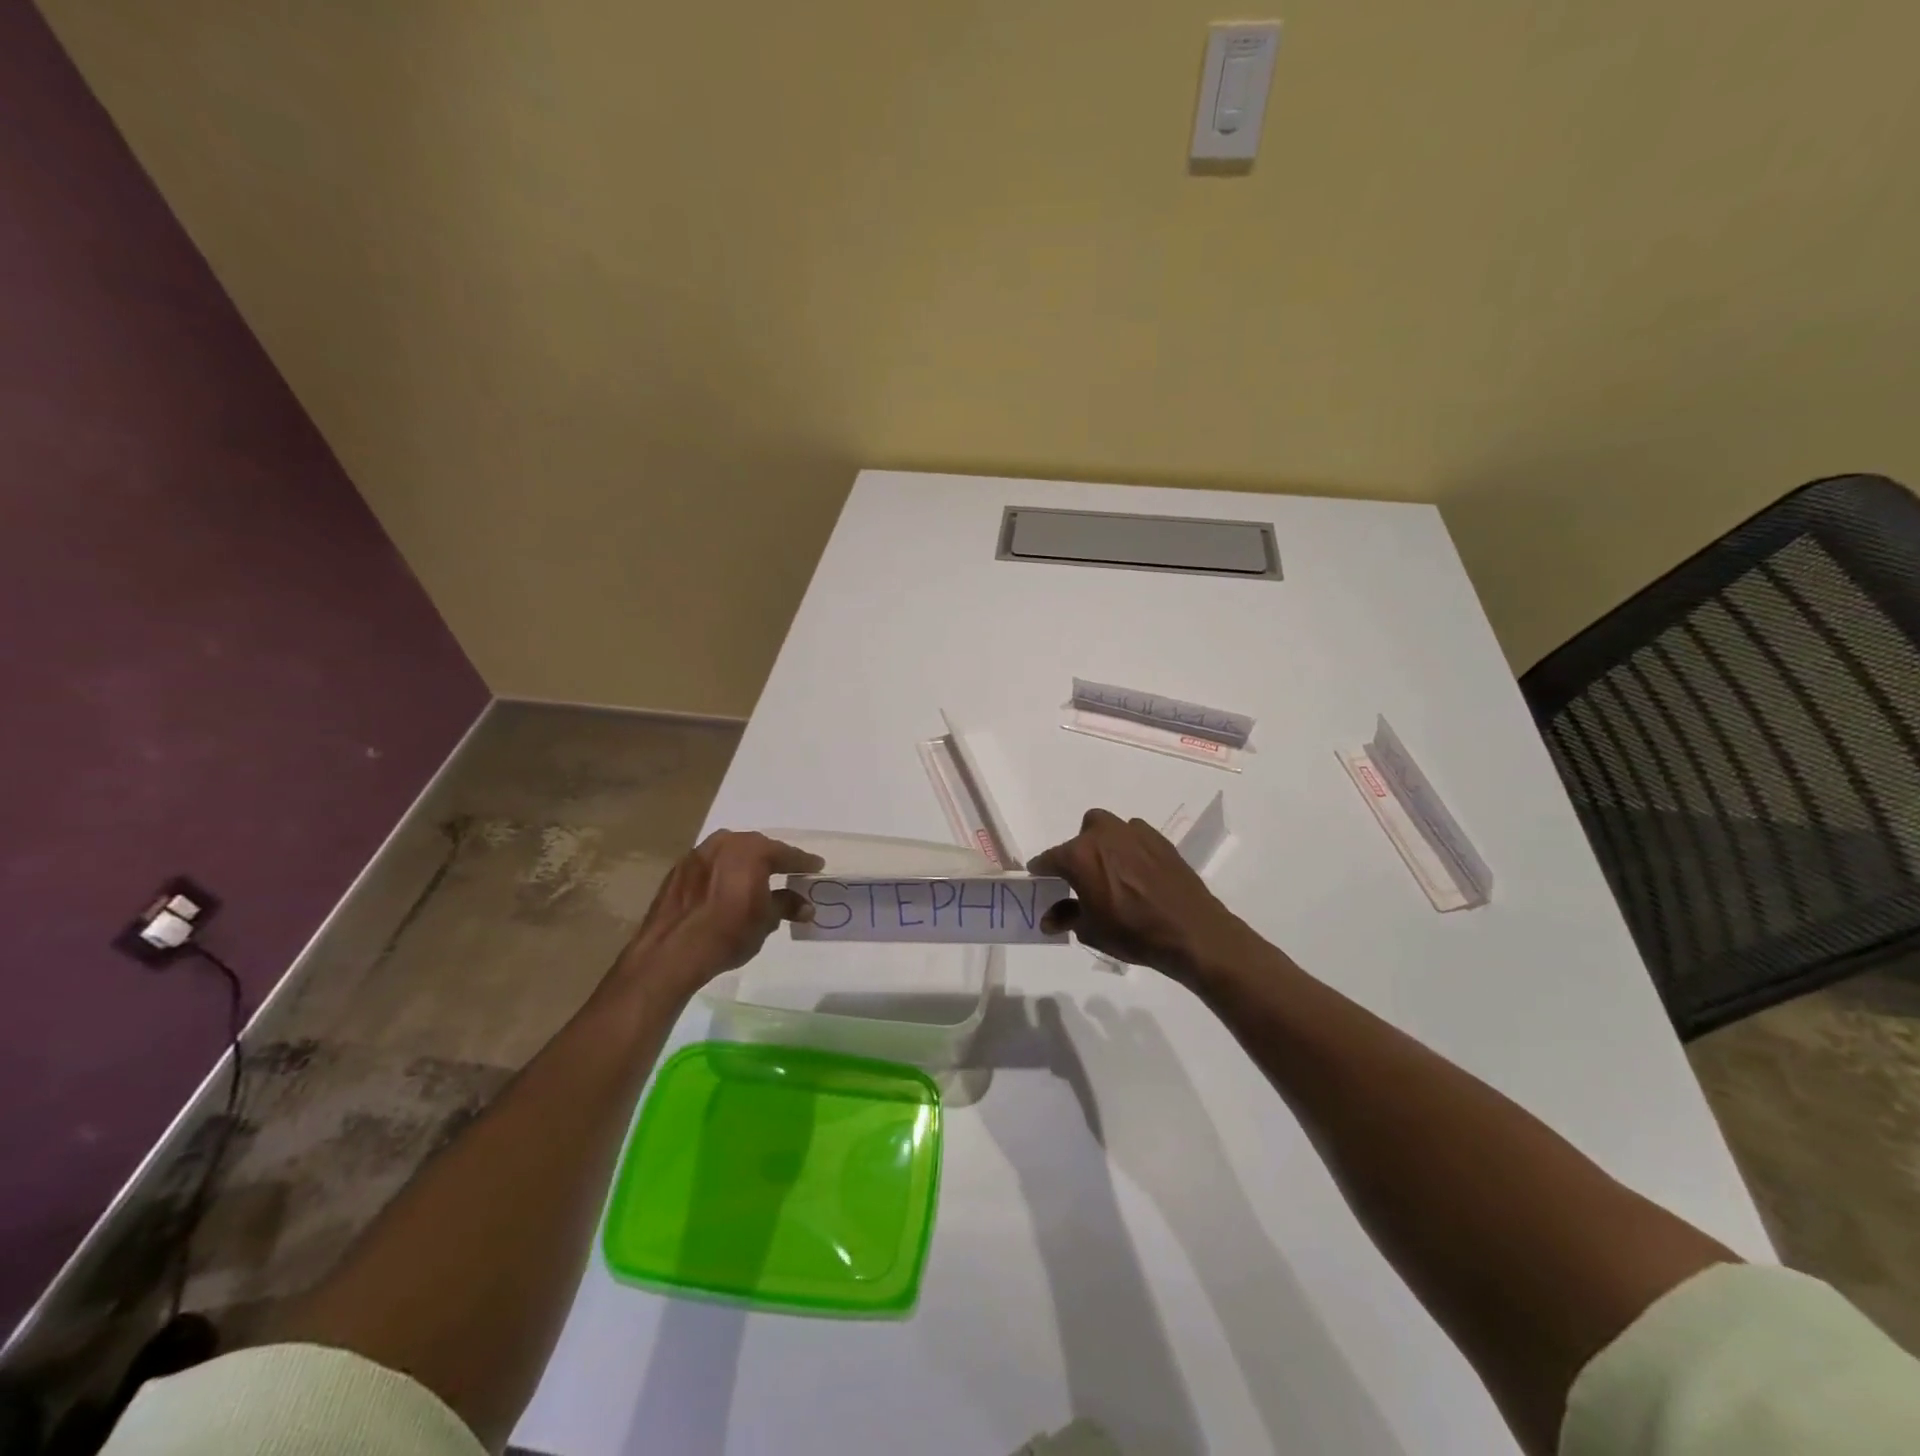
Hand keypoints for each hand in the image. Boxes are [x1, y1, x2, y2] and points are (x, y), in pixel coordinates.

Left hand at [619, 830, 823, 989]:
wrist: (671, 952)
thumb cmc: (728, 933)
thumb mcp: (766, 921)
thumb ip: (786, 905)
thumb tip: (804, 905)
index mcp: (752, 850)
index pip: (787, 853)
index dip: (804, 862)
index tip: (816, 867)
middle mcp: (726, 842)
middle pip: (757, 848)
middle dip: (773, 860)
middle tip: (787, 872)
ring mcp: (698, 853)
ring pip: (731, 853)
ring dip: (744, 864)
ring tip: (755, 880)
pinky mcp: (678, 869)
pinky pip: (710, 865)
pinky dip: (722, 873)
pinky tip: (724, 889)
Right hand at [1028, 808, 1260, 983]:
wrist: (1191, 931)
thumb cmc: (1133, 932)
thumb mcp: (1091, 930)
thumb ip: (1066, 917)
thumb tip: (1049, 919)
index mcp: (1079, 855)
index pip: (1049, 859)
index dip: (1042, 870)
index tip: (1039, 878)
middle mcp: (1103, 835)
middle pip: (1080, 836)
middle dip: (1077, 852)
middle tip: (1083, 878)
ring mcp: (1133, 833)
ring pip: (1108, 829)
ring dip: (1104, 845)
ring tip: (1112, 873)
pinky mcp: (1159, 839)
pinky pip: (1134, 836)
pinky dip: (1130, 848)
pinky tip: (1137, 873)